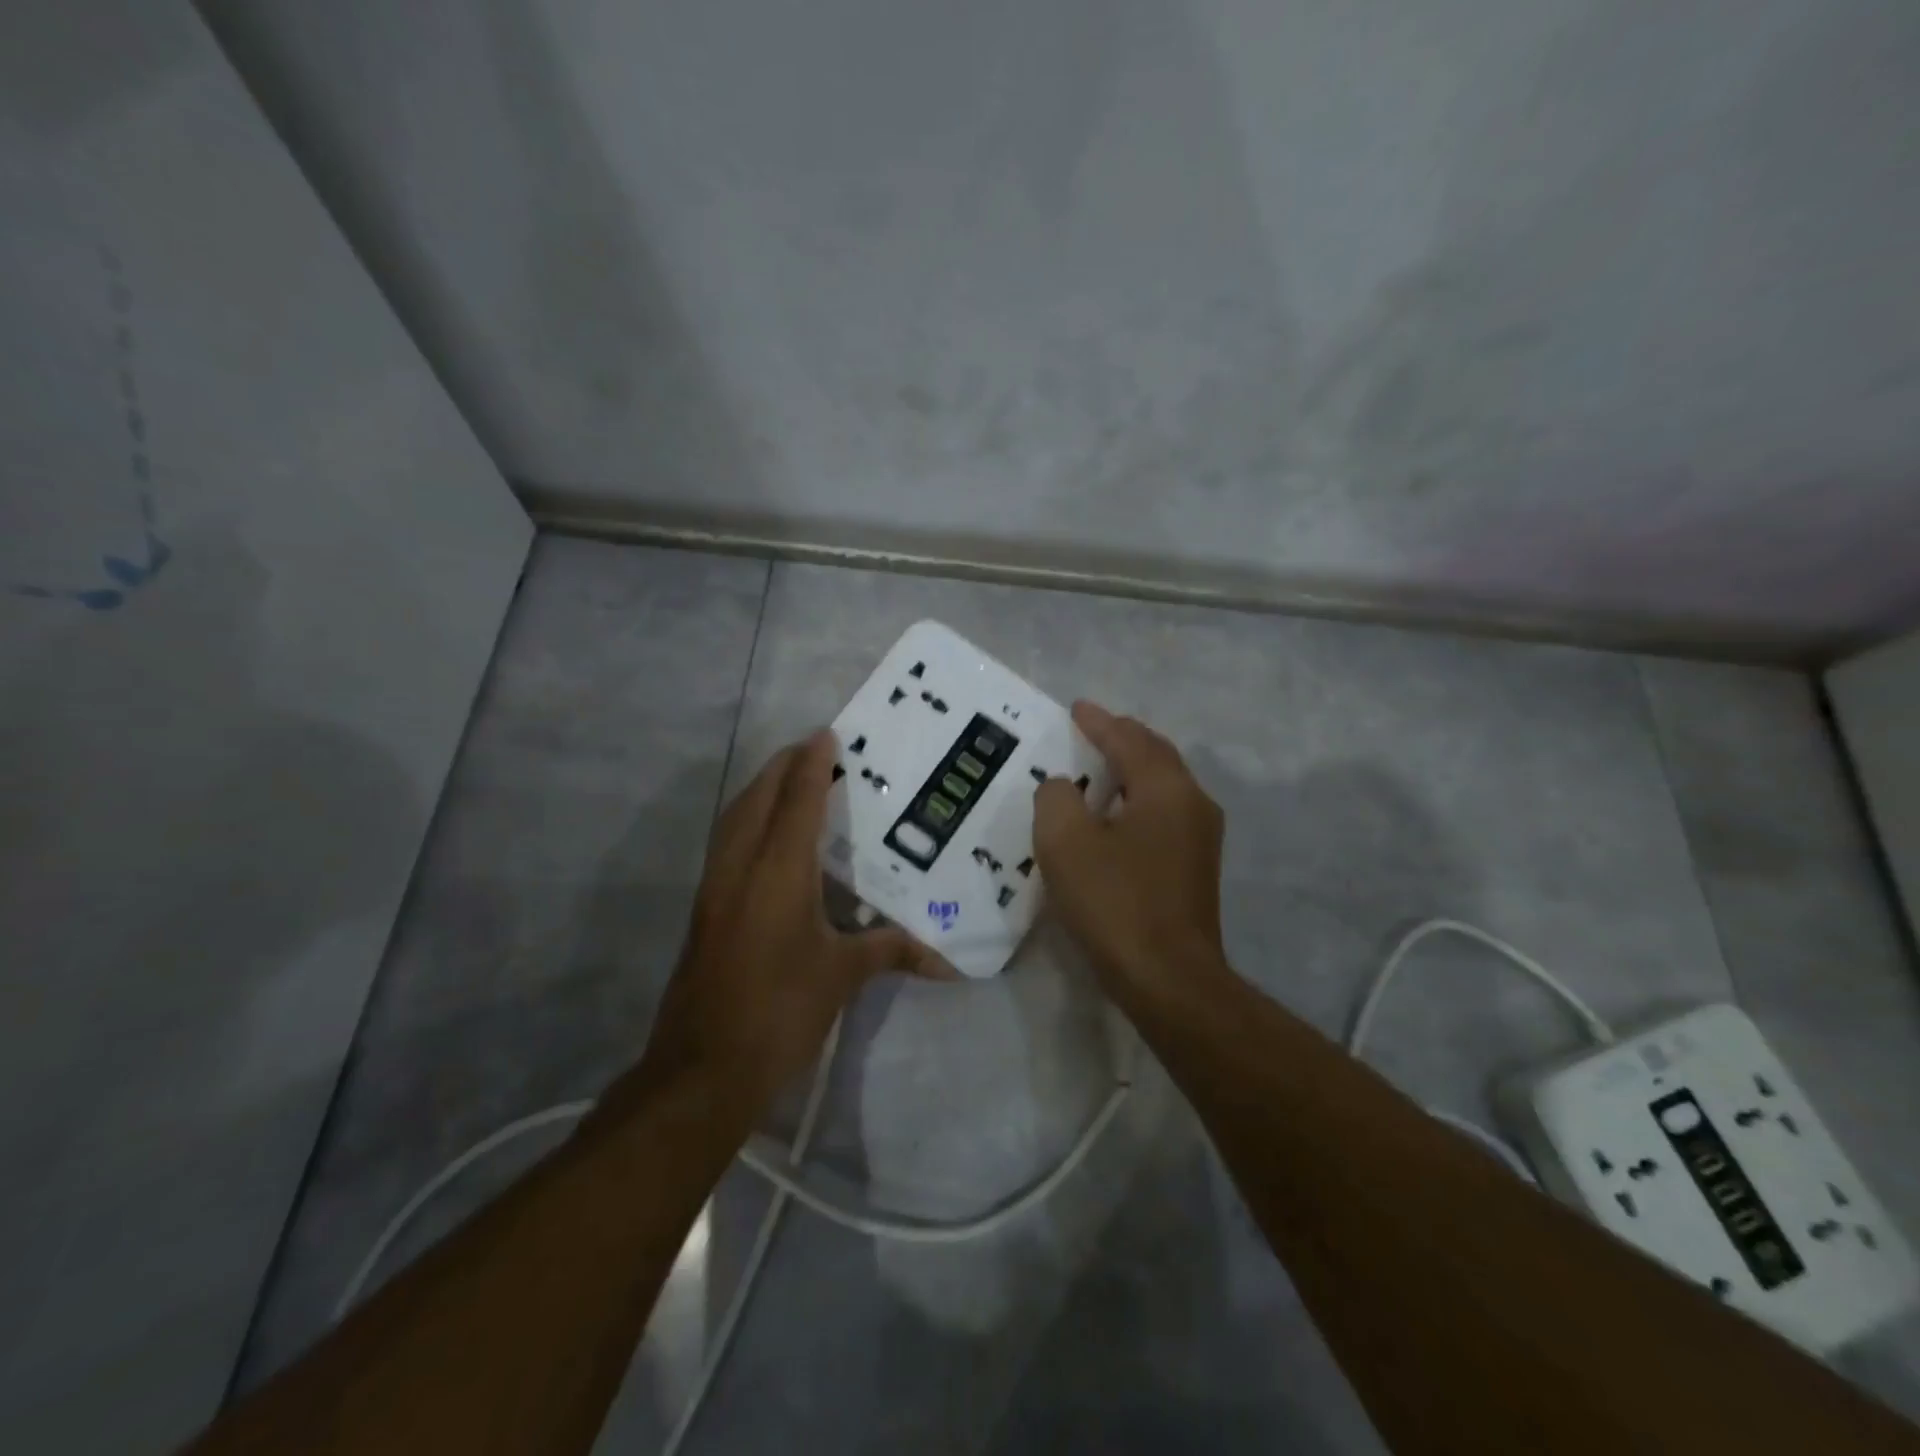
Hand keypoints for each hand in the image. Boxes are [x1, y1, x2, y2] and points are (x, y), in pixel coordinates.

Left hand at [638, 731, 951, 1115]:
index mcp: (778, 871)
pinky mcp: (705, 909)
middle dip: (783, 766)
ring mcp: (716, 887)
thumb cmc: (779, 1010)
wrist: (702, 1068)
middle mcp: (741, 866)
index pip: (797, 800)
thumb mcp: (841, 977)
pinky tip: (767, 836)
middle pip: (758, 797)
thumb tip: (948, 962)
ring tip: (790, 779)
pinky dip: (748, 820)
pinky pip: (727, 842)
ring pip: (735, 817)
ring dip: (761, 790)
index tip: (828, 735)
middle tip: (814, 750)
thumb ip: (891, 953)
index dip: (813, 764)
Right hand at [1033, 702, 1229, 999]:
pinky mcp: (1195, 867)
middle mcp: (1192, 803)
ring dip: (1131, 769)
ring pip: (1163, 785)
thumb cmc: (1115, 903)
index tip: (1076, 708)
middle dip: (1121, 738)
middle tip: (1090, 729)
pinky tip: (1114, 816)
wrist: (1169, 980)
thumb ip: (1057, 798)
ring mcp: (1200, 837)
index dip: (1099, 721)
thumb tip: (1064, 788)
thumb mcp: (1066, 843)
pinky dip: (1137, 799)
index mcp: (1165, 789)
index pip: (1129, 739)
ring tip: (1098, 766)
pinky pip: (1163, 813)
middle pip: (1155, 755)